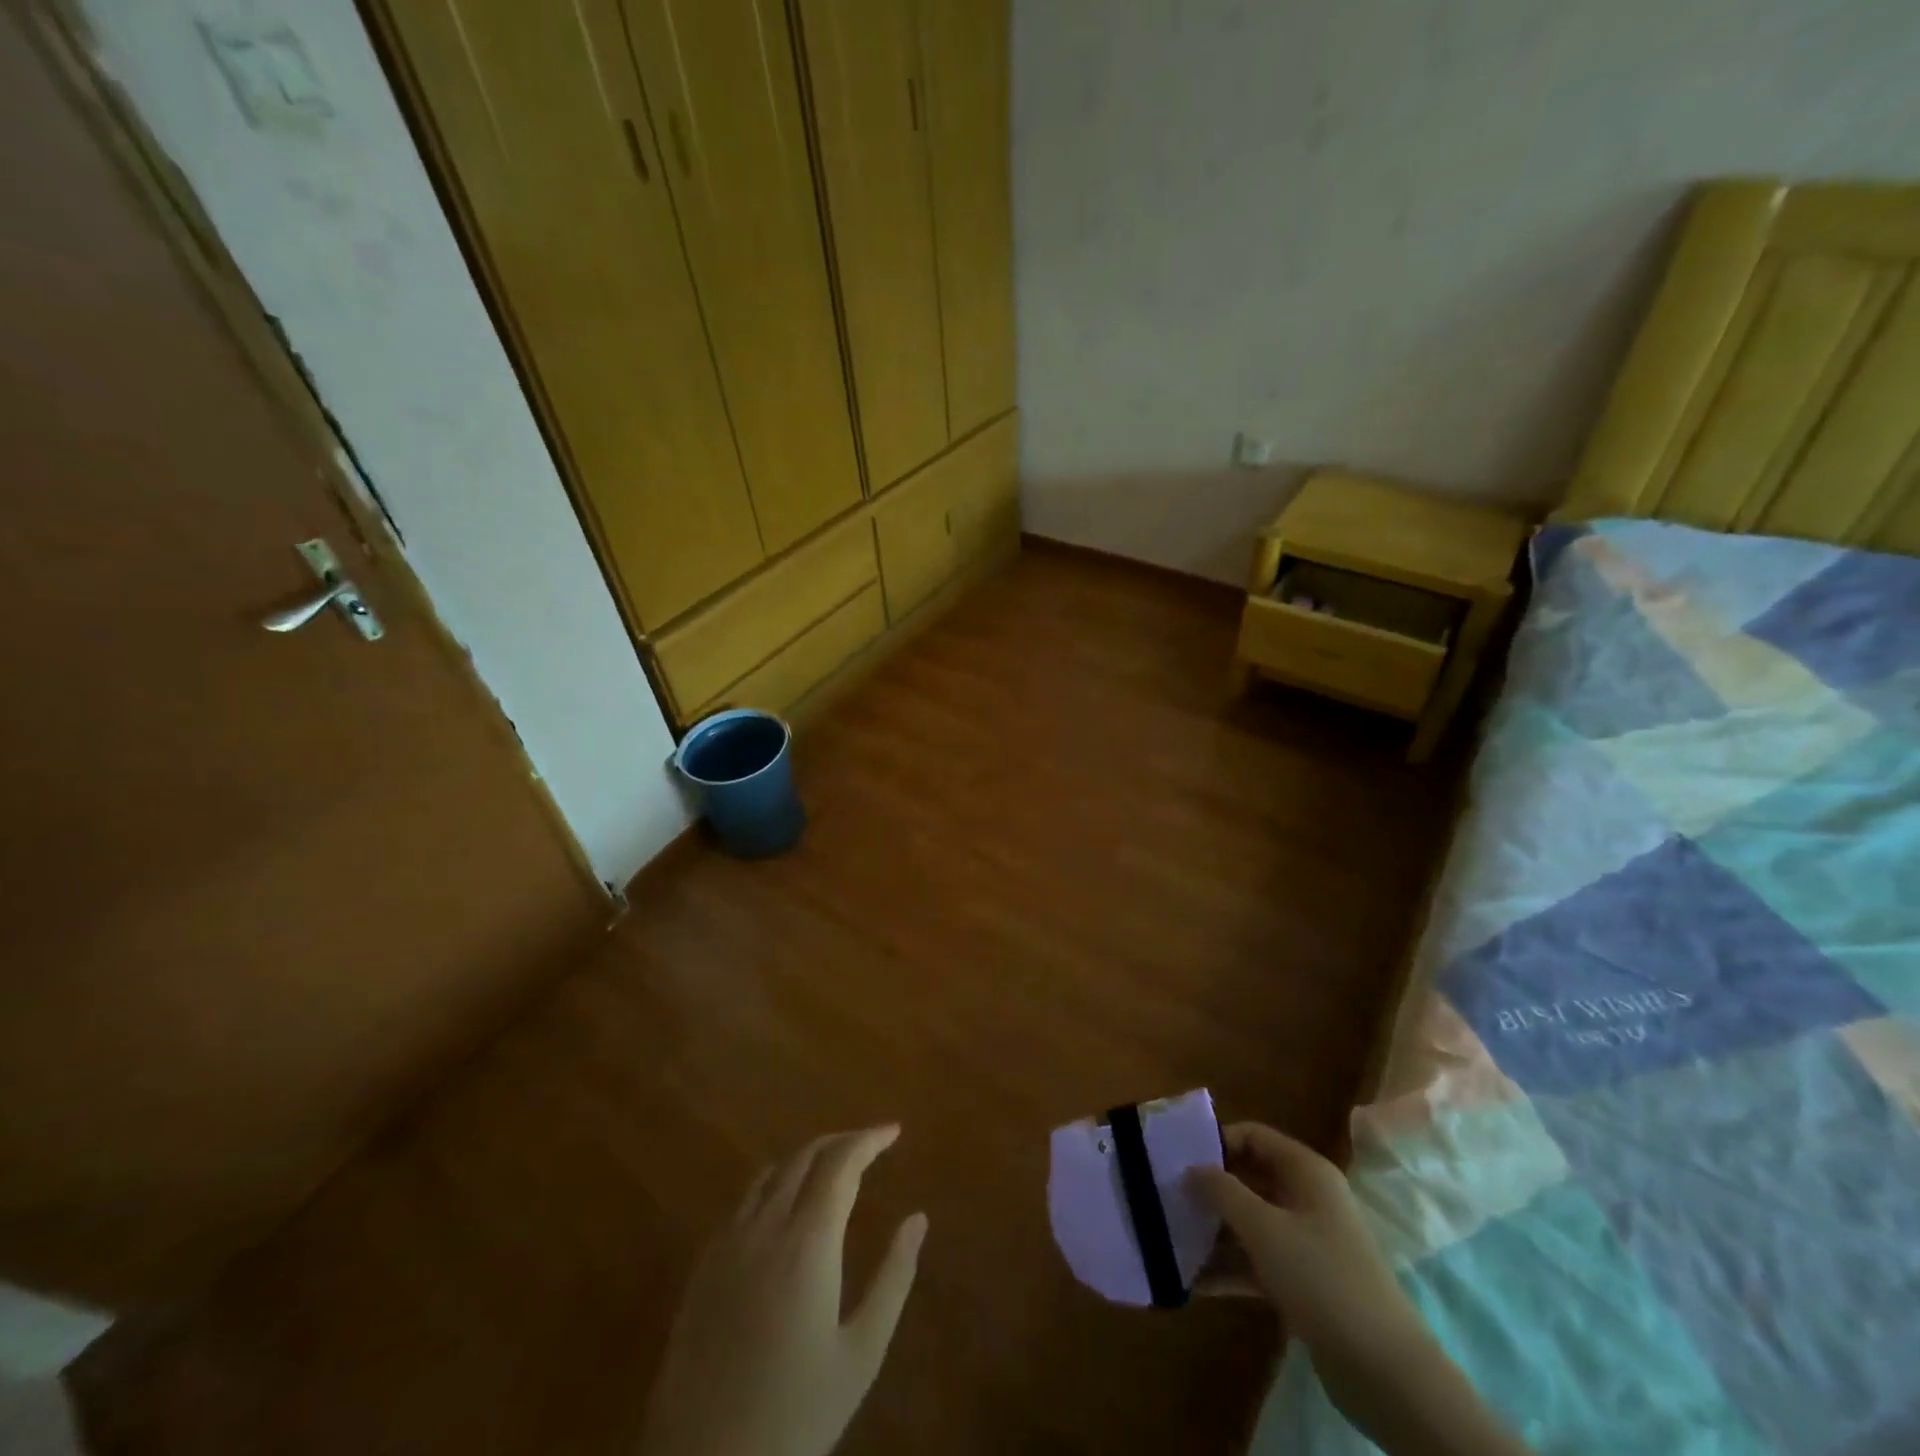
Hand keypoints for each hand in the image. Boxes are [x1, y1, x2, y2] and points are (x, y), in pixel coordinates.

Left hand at [638, 1125, 927, 1455]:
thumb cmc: (795, 1414)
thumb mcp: (860, 1354)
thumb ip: (894, 1278)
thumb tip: (918, 1218)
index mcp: (809, 1240)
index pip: (842, 1162)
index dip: (870, 1139)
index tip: (894, 1131)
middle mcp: (766, 1226)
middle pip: (805, 1156)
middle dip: (841, 1141)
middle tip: (870, 1146)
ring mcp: (728, 1243)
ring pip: (770, 1172)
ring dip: (805, 1158)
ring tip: (831, 1169)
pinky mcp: (702, 1266)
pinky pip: (742, 1201)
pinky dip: (772, 1184)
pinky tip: (782, 1208)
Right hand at [1188, 1125, 1531, 1455]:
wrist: (1385, 1372)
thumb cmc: (1322, 1278)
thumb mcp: (1264, 1228)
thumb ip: (1223, 1192)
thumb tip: (1192, 1168)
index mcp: (1306, 1172)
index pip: (1254, 1136)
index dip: (1217, 1142)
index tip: (1178, 1158)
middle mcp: (1307, 1199)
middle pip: (1249, 1179)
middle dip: (1210, 1189)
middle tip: (1167, 1197)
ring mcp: (1307, 1243)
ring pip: (1250, 1223)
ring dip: (1214, 1232)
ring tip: (1170, 1239)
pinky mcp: (1304, 1283)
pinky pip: (1257, 1262)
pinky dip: (1228, 1268)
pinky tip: (1192, 1282)